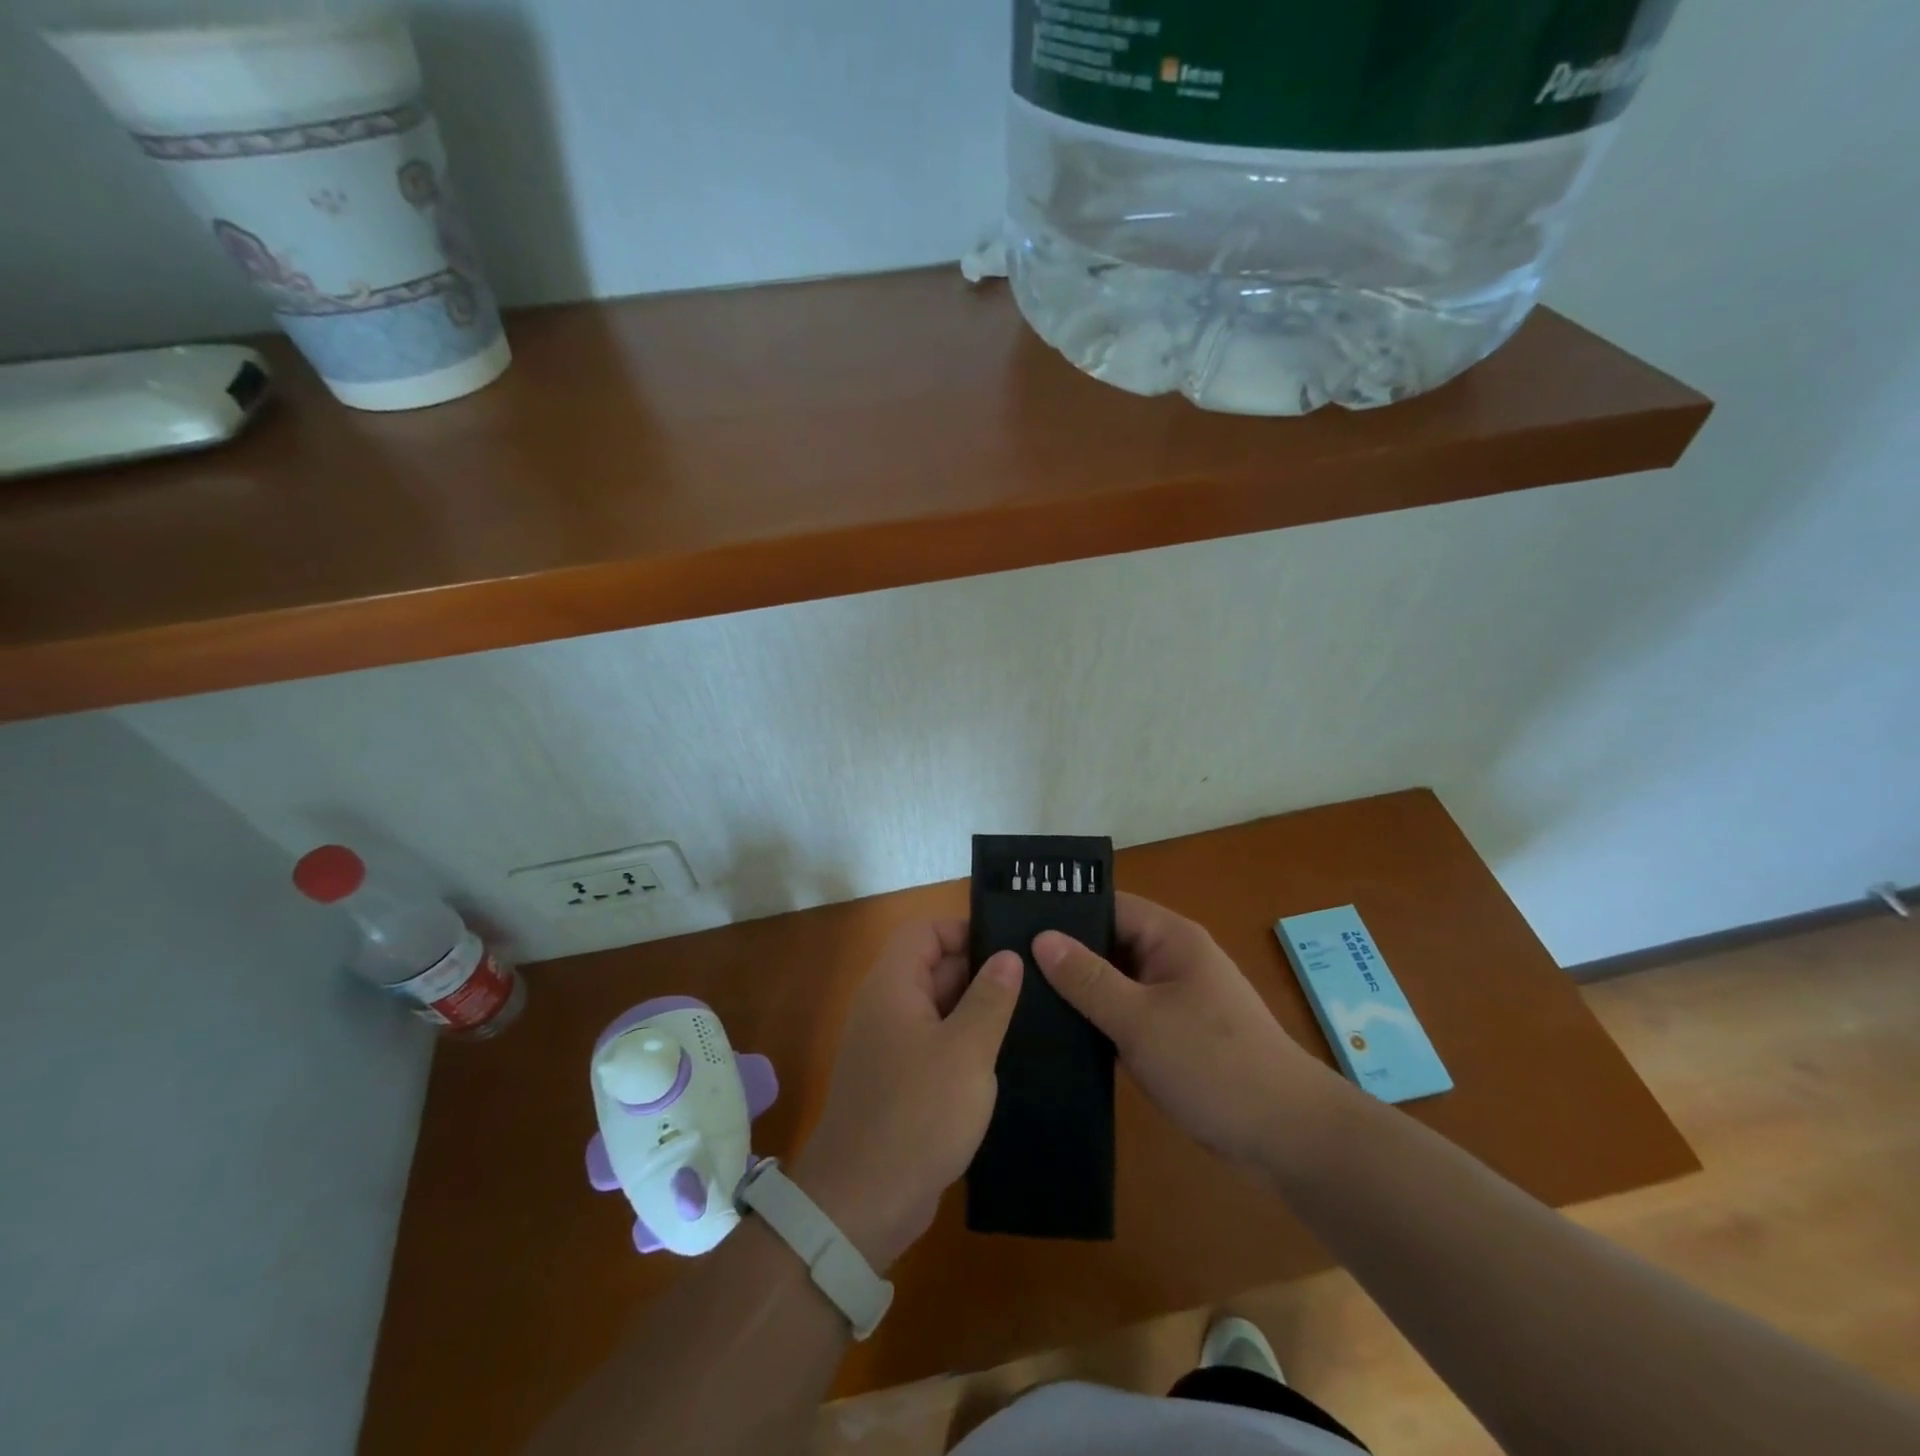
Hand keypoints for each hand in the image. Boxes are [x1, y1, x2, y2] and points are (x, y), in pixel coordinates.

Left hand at [791, 920, 1021, 1269]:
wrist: (862, 1203)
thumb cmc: (918, 1114)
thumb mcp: (966, 1051)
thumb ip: (990, 998)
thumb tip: (1008, 957)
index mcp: (893, 986)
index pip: (925, 932)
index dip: (964, 930)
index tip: (1009, 947)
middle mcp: (886, 1008)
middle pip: (932, 968)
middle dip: (979, 972)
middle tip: (1034, 982)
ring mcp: (890, 1048)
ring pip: (938, 1010)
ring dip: (976, 1012)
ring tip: (1030, 1017)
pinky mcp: (899, 1084)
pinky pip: (935, 1046)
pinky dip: (965, 1046)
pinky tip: (1003, 1060)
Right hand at [1033, 892, 1330, 1166]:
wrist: (1288, 1136)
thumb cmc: (1213, 1064)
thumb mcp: (1140, 1020)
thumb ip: (1088, 979)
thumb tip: (1041, 938)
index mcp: (1171, 938)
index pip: (1108, 906)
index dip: (1064, 910)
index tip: (1014, 923)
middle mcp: (1172, 959)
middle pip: (1109, 942)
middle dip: (1065, 954)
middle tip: (1008, 965)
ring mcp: (1175, 998)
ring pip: (1116, 982)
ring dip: (1080, 991)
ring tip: (1022, 997)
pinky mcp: (1174, 1034)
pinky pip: (1127, 1014)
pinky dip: (1099, 1020)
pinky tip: (1059, 1034)